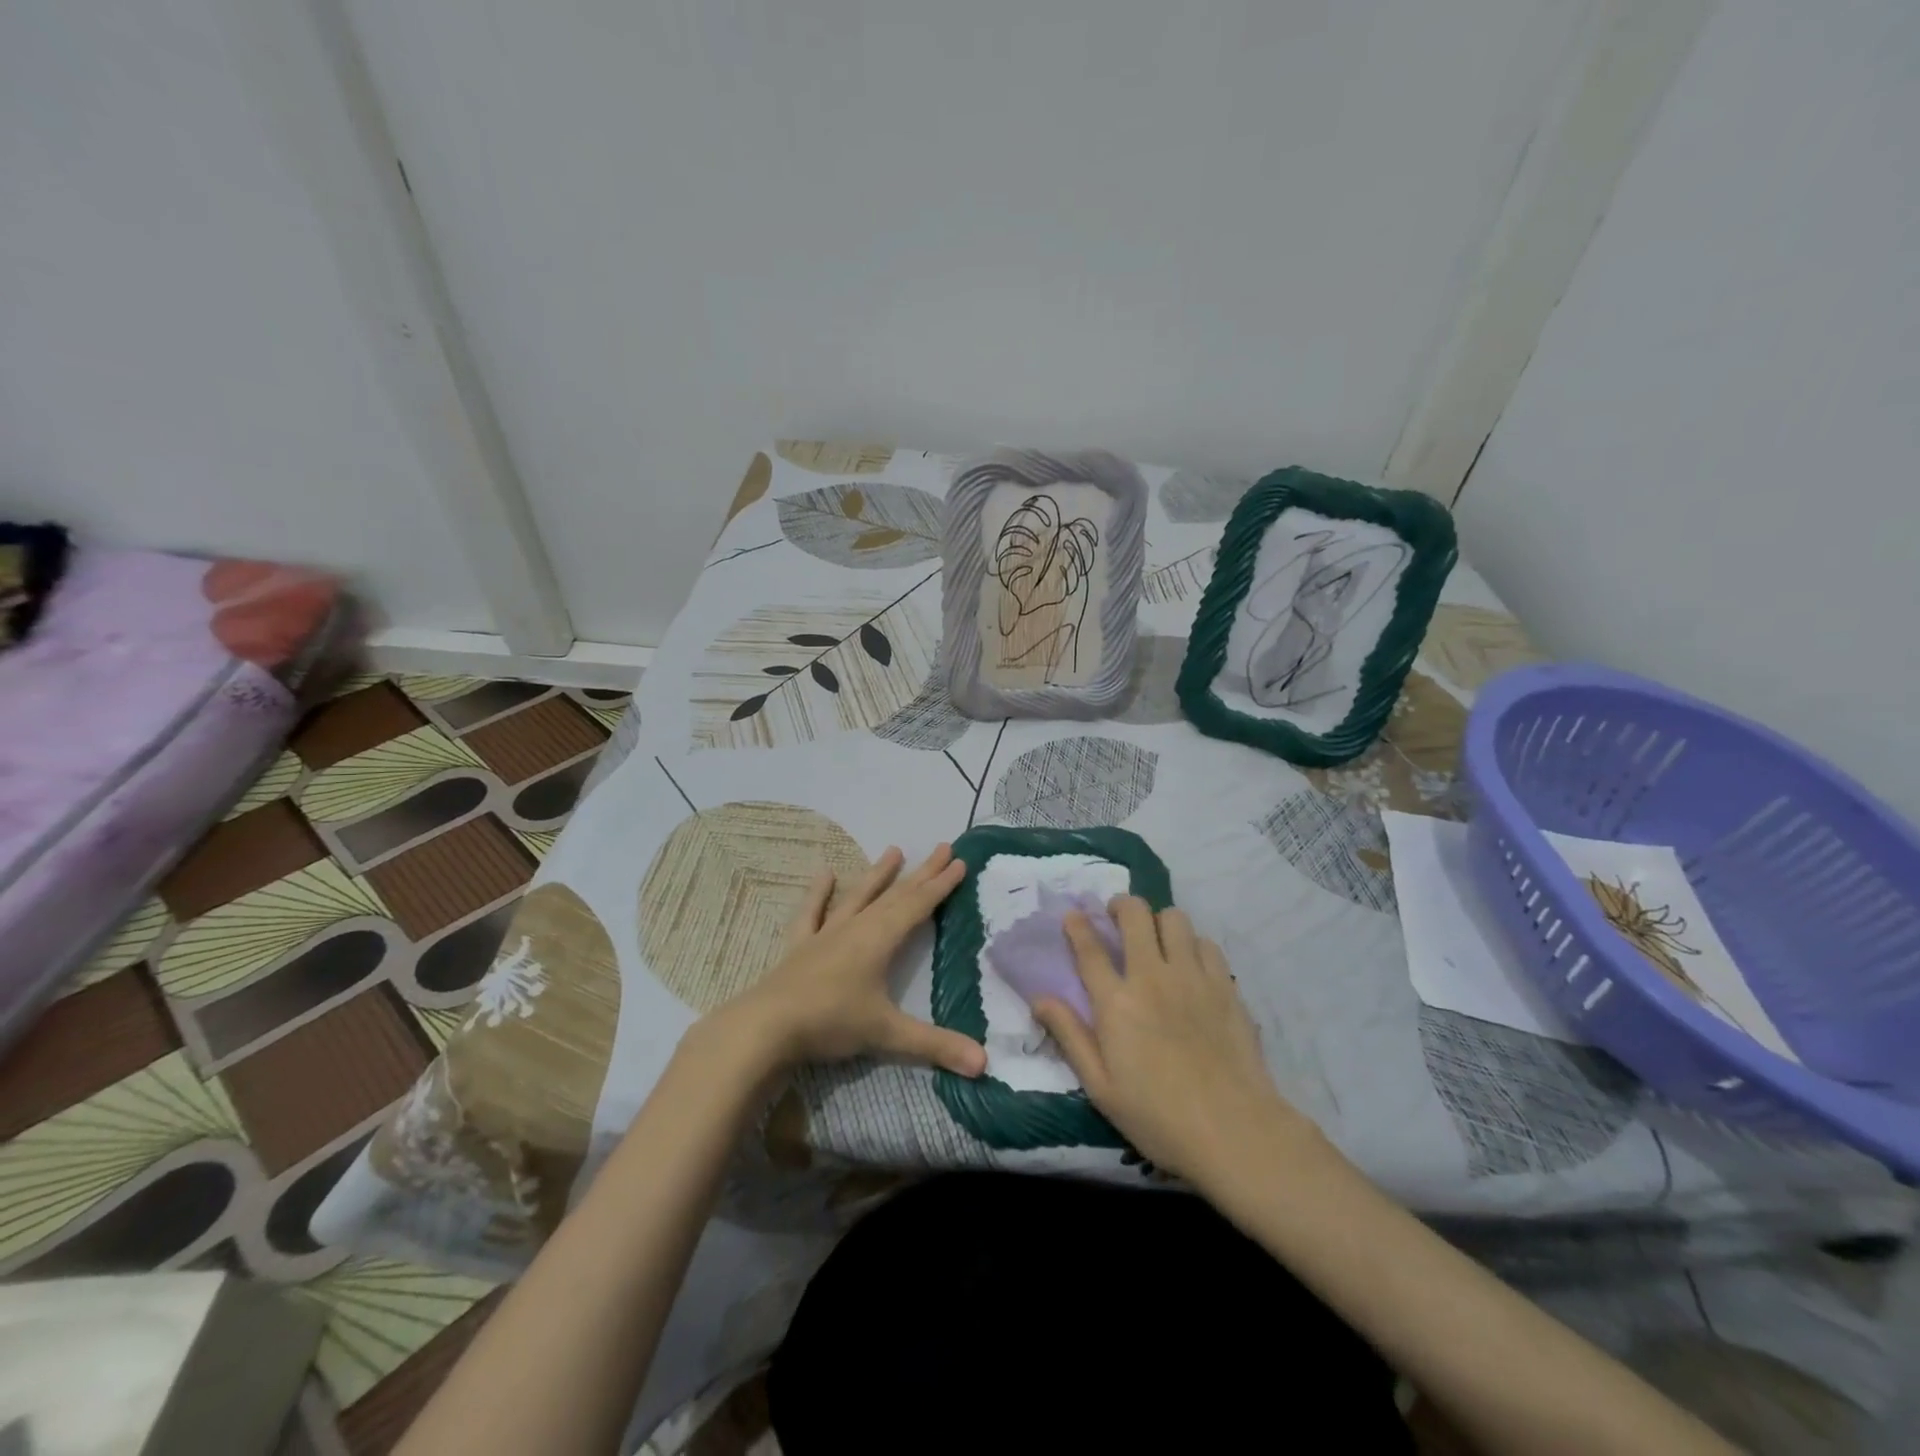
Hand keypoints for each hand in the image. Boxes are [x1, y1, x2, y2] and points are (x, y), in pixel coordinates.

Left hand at [715, 843, 987, 1078]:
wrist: (766, 1026)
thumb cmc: (831, 1022)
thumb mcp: (887, 1034)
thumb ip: (935, 1045)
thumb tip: (984, 1063)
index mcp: (879, 940)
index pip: (918, 905)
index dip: (941, 885)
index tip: (959, 861)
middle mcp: (856, 928)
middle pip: (895, 895)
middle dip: (921, 873)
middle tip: (942, 847)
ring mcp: (826, 934)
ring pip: (858, 896)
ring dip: (878, 875)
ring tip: (893, 850)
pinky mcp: (800, 945)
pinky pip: (813, 913)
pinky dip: (819, 893)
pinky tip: (825, 873)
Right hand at [1034, 898, 1319, 1186]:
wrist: (1234, 1131)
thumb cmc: (1158, 1117)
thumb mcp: (1101, 1087)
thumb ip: (1070, 1035)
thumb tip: (1039, 999)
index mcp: (1116, 1003)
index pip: (1089, 948)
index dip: (1077, 925)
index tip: (1072, 916)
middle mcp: (1152, 977)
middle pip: (1135, 915)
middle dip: (1121, 906)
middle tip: (1117, 918)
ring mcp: (1192, 977)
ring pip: (1174, 918)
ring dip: (1159, 922)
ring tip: (1157, 940)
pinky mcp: (1225, 985)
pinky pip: (1206, 942)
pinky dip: (1193, 944)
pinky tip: (1191, 965)